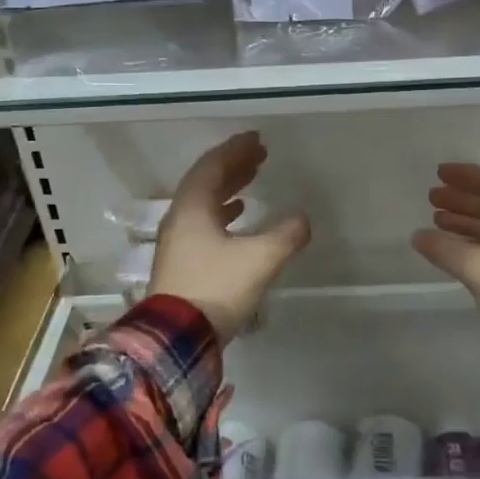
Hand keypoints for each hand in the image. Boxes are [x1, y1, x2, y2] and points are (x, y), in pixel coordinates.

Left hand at [149, 132, 309, 341]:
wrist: (177, 339)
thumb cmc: (216, 288)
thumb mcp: (259, 259)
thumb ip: (285, 235)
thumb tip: (302, 219)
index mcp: (193, 208)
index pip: (213, 166)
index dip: (235, 150)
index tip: (255, 139)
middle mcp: (180, 218)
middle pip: (206, 182)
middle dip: (233, 166)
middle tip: (258, 156)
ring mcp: (177, 242)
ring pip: (203, 204)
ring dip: (228, 189)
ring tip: (251, 182)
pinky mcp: (181, 263)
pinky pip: (202, 224)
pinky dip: (222, 213)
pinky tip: (237, 219)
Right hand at [412, 164, 479, 323]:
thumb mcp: (476, 264)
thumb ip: (444, 248)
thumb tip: (417, 236)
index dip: (465, 176)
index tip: (439, 174)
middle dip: (462, 200)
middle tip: (432, 199)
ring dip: (468, 222)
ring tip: (437, 222)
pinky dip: (479, 243)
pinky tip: (457, 249)